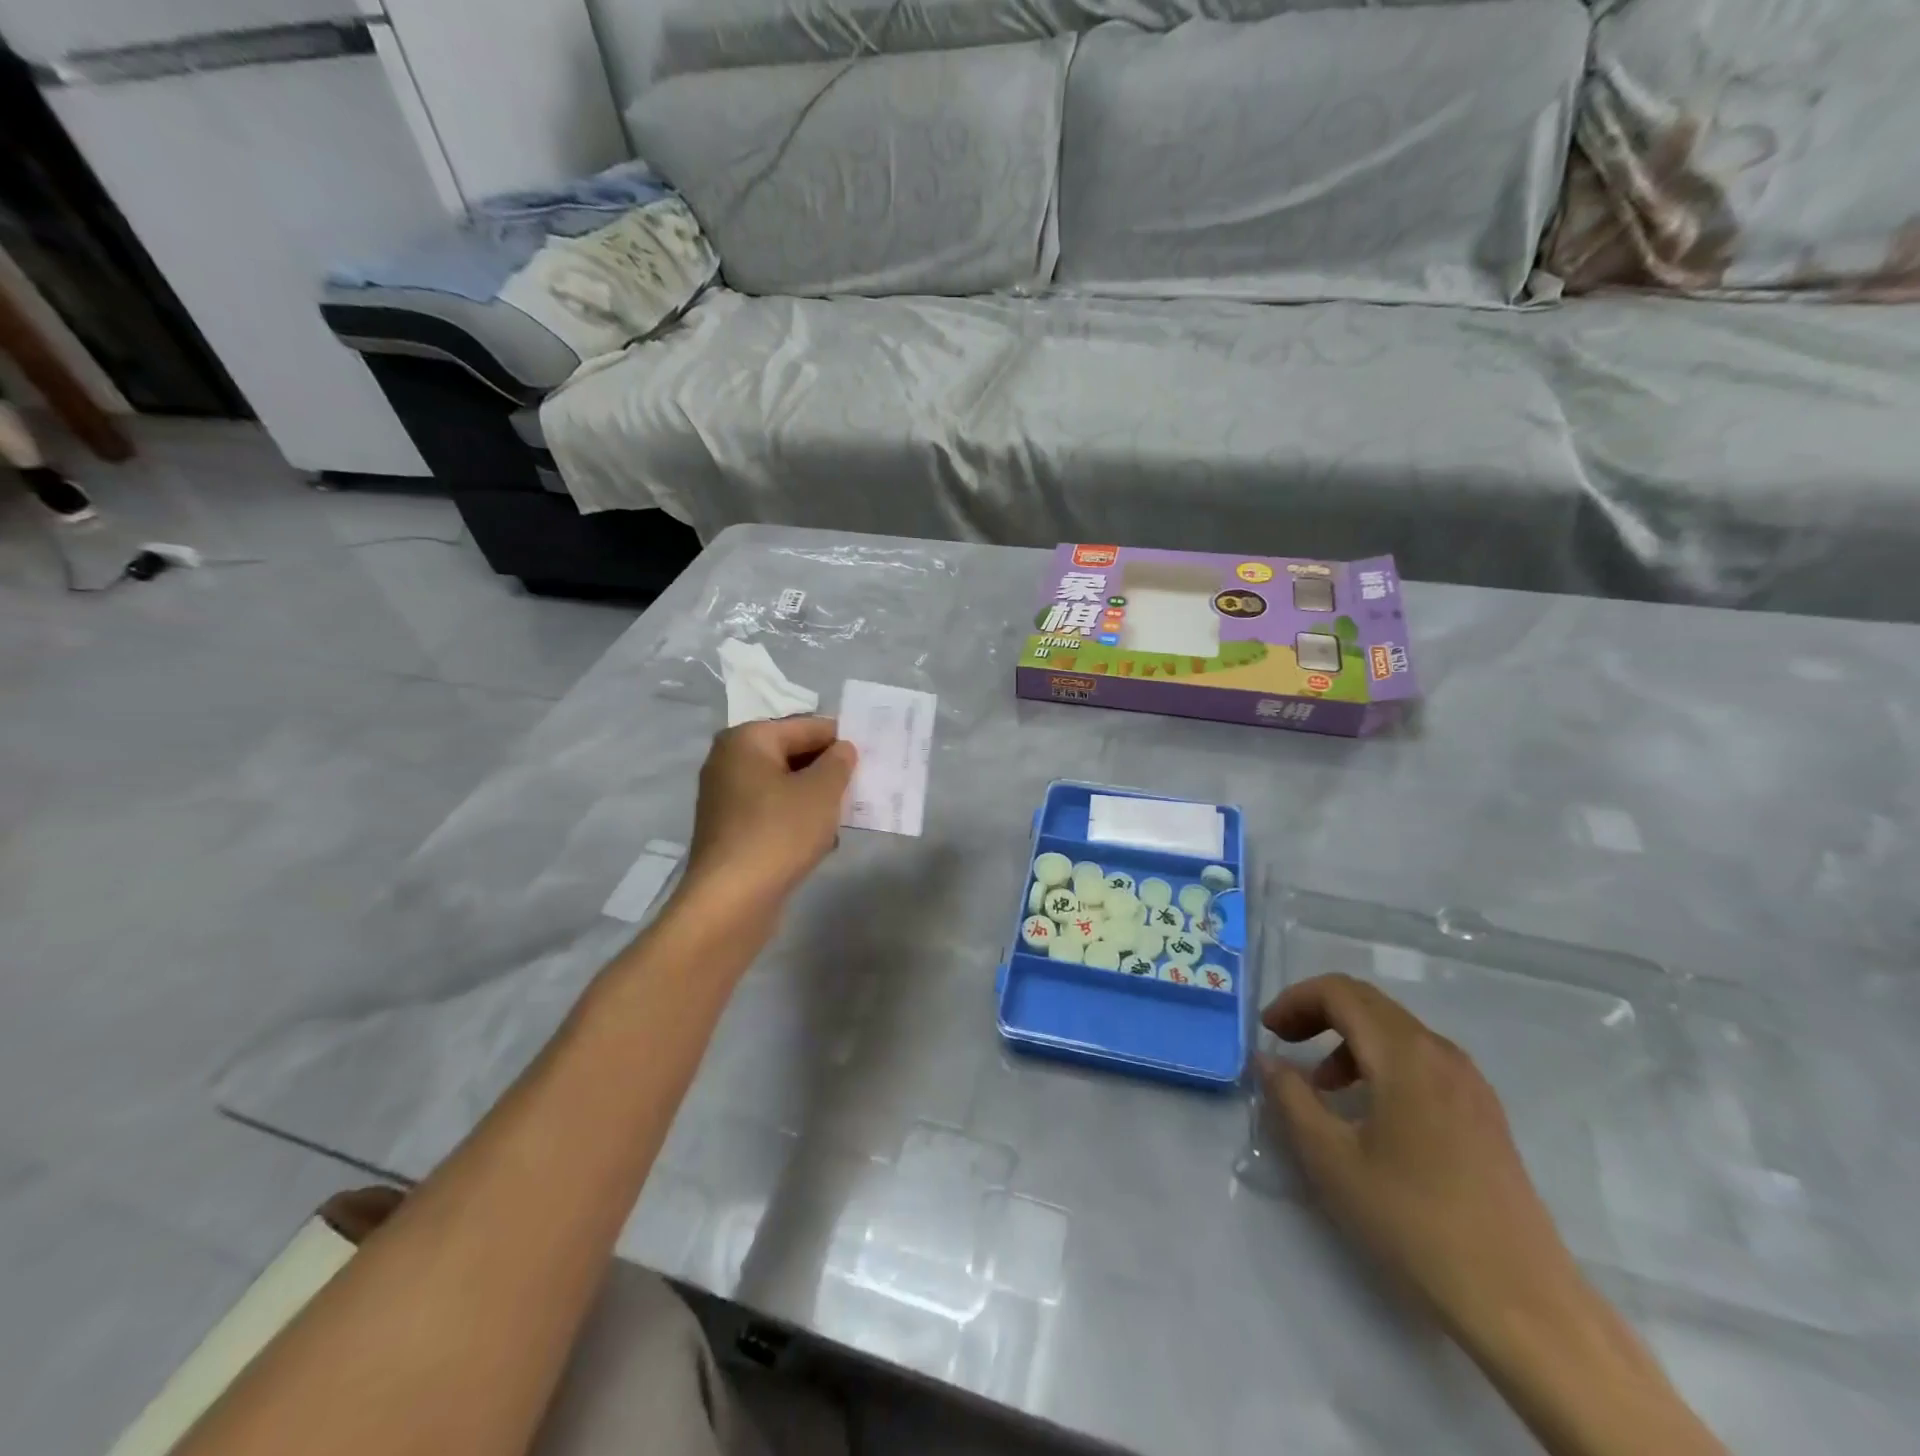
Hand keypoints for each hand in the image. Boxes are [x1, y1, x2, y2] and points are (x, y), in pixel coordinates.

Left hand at [681, 717, 855, 913]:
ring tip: (845, 817)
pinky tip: (821, 842)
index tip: (872, 758)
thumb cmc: (779, 832)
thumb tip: (843, 749)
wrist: (731, 900)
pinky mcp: (730, 831)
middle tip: (863, 787)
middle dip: (829, 771)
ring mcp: (726, 798)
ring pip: (785, 786)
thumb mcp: (822, 791)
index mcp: (748, 739)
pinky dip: (797, 821)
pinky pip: (773, 813)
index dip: (842, 740)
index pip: (808, 727)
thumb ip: (839, 762)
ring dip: (816, 799)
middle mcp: (730, 761)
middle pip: (793, 754)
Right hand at [1257, 974, 1578, 1341]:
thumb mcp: (1331, 1159)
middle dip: (1317, 1013)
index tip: (1267, 1033)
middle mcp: (1441, 1053)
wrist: (1522, 1305)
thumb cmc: (1414, 1223)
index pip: (1340, 992)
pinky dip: (1380, 1064)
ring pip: (1395, 1032)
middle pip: (1368, 1004)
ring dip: (1348, 1040)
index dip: (1295, 1000)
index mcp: (1405, 1054)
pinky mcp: (1483, 1114)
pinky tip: (1368, 1112)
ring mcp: (1470, 1083)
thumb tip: (1268, 1061)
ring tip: (1320, 1085)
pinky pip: (1420, 1061)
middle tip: (1282, 1044)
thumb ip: (1291, 1098)